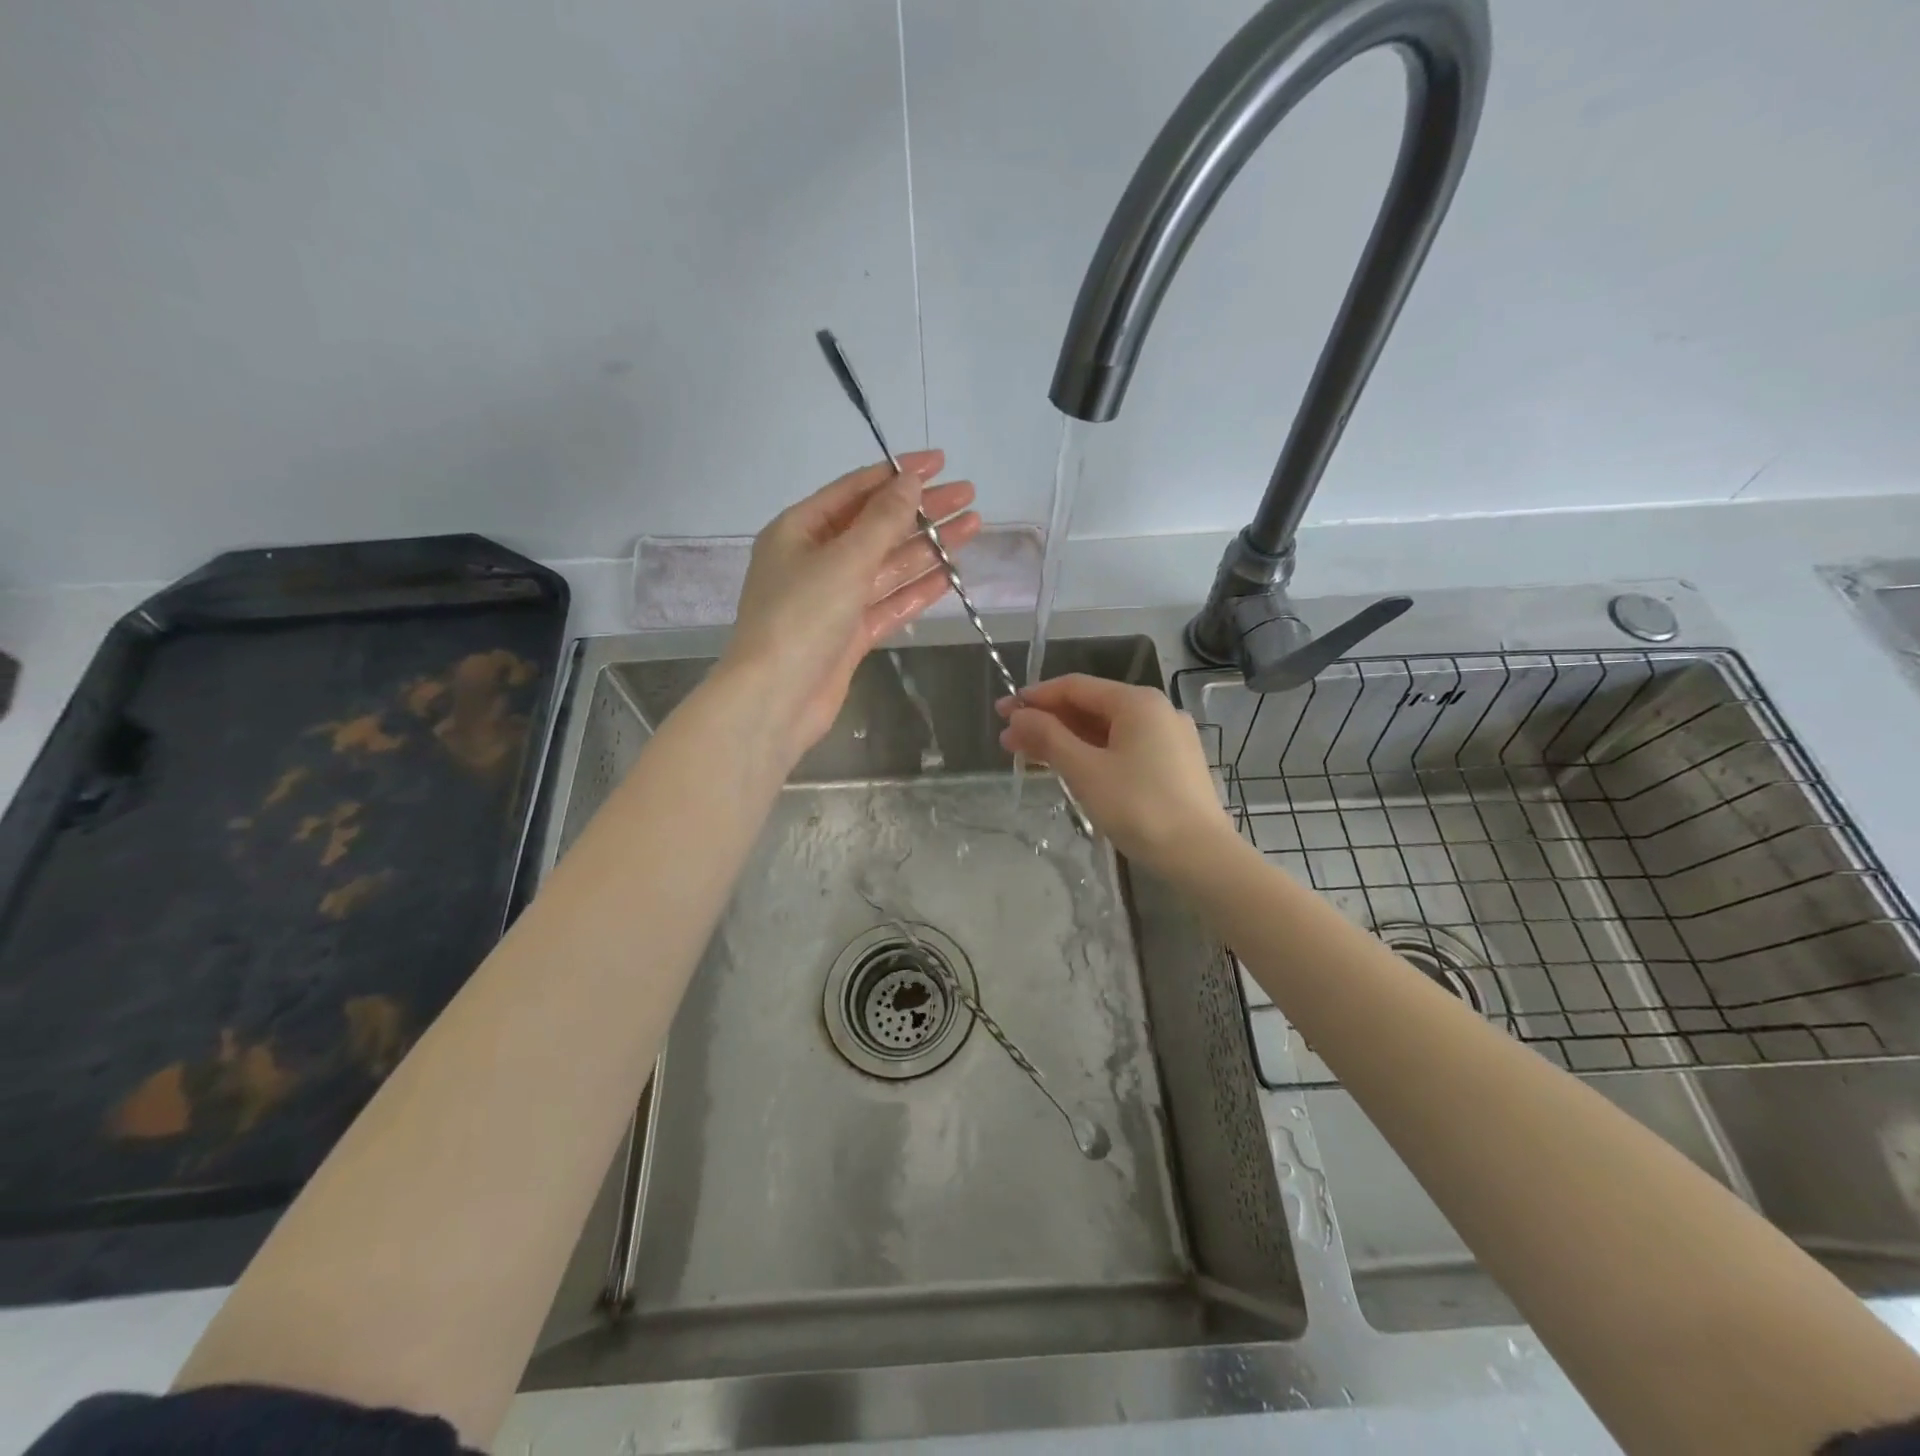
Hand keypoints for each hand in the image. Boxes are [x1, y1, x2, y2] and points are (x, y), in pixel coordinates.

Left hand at [721, 450, 980, 756]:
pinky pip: (889, 602)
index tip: (940, 462)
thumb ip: (883, 520)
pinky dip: (919, 588)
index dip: (898, 474)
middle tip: (969, 495)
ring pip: (888, 566)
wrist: (775, 699)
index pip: (855, 490)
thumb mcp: (844, 559)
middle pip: (877, 527)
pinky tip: (952, 573)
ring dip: (928, 547)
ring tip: (973, 526)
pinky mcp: (850, 635)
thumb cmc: (801, 617)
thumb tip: (911, 481)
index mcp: (799, 530)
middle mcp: (816, 560)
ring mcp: (834, 600)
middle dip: (922, 510)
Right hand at [996, 674, 1235, 871]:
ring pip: (1106, 731)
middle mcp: (1156, 711)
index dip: (1035, 697)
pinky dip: (1092, 754)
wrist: (1200, 857)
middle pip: (1090, 707)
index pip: (1075, 687)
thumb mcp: (1085, 771)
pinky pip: (1123, 749)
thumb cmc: (1139, 807)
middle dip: (1047, 722)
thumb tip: (1018, 716)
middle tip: (1009, 740)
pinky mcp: (1173, 765)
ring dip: (1066, 740)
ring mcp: (1168, 738)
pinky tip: (1068, 769)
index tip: (1002, 712)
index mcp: (1138, 702)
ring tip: (1029, 756)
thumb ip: (1049, 737)